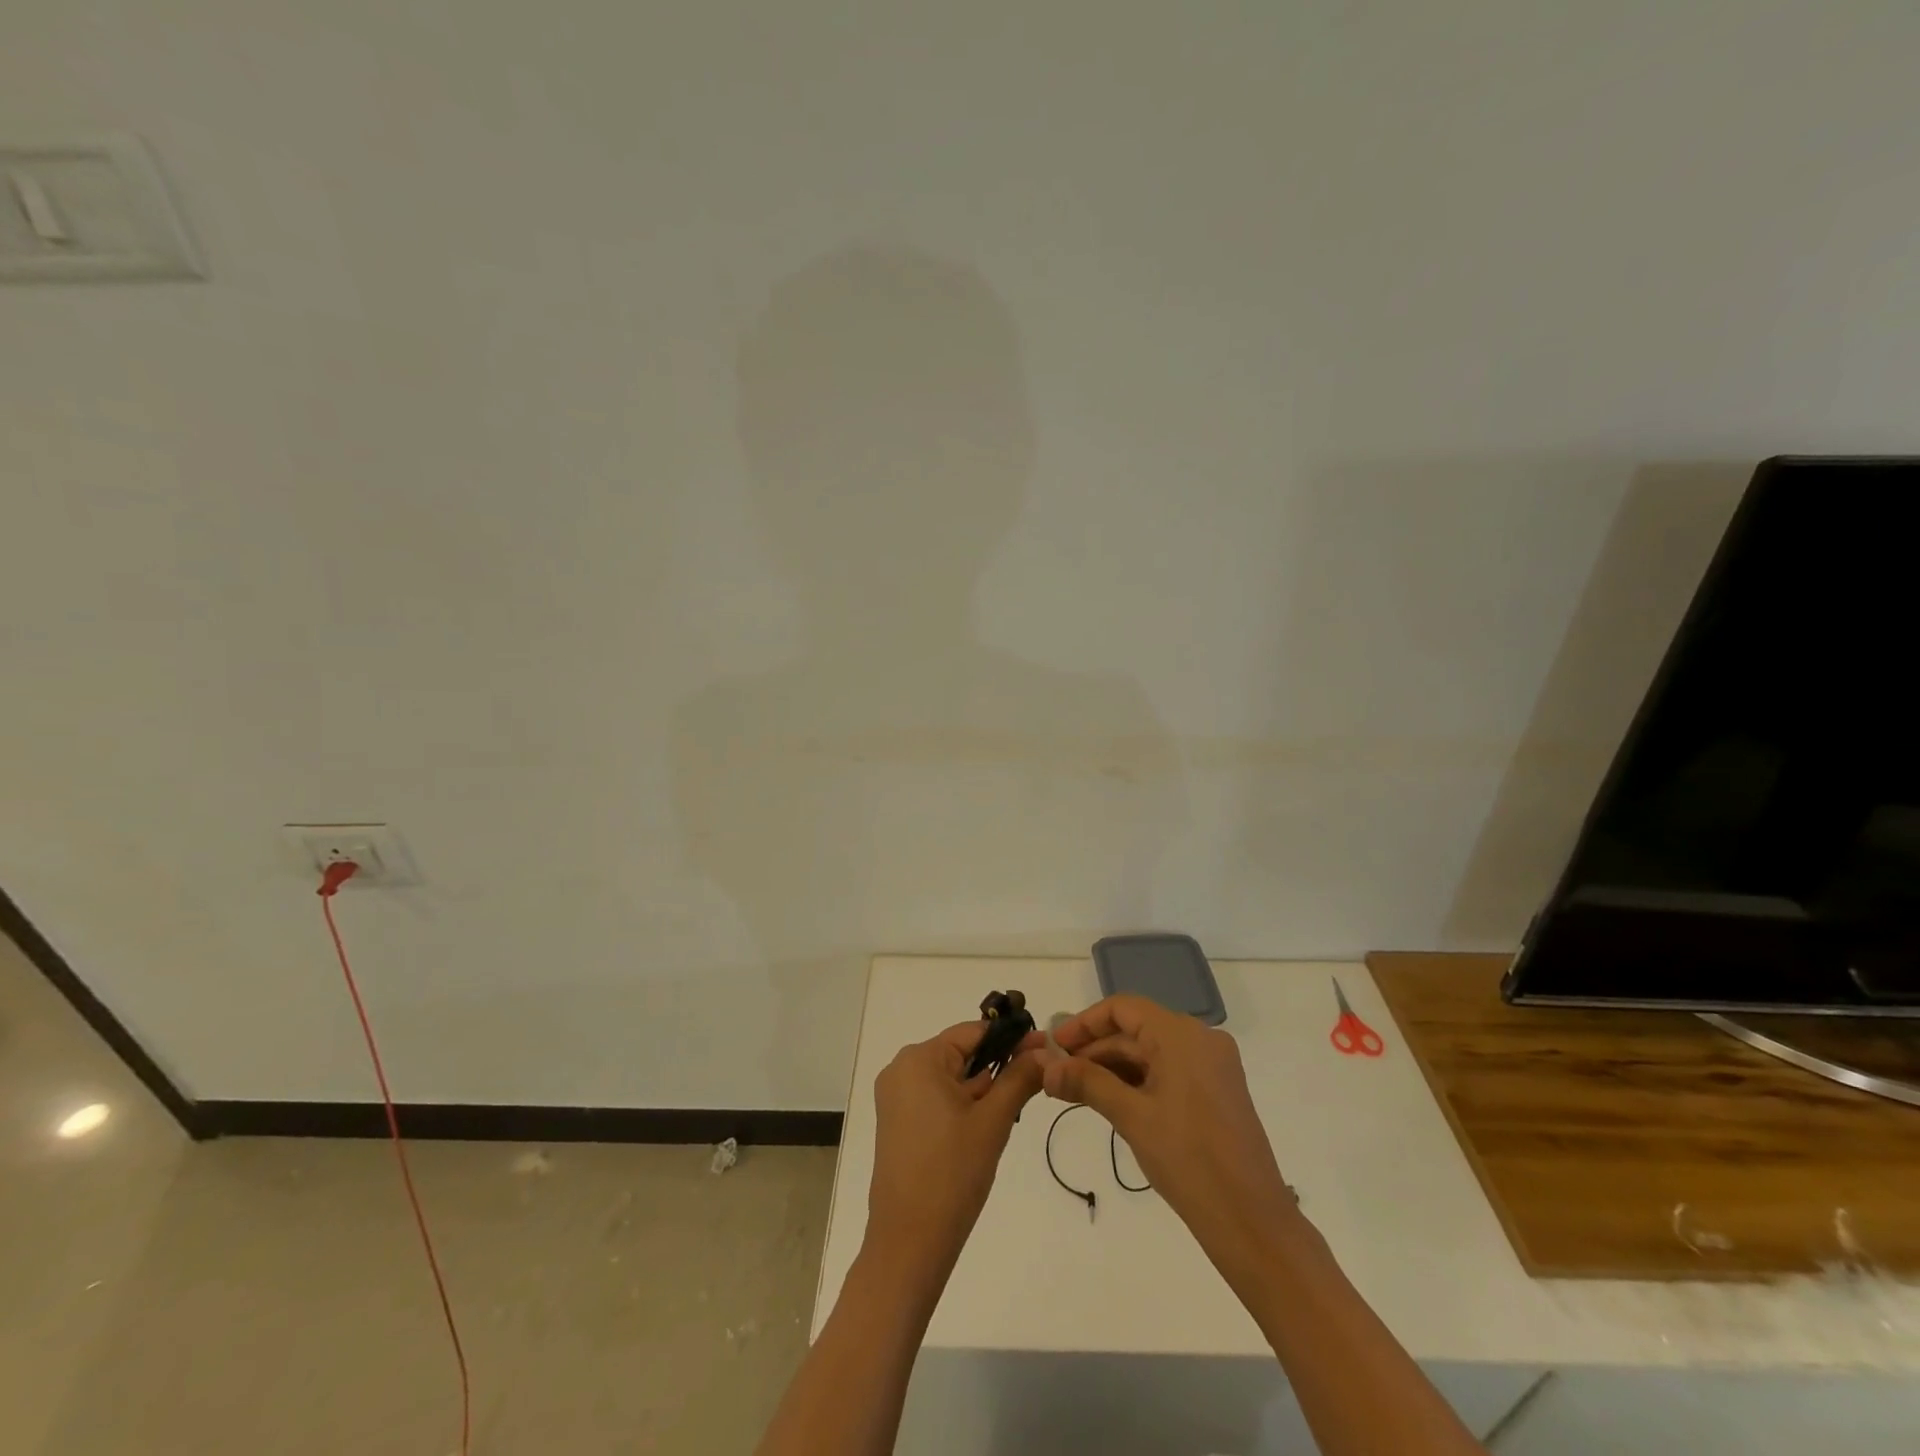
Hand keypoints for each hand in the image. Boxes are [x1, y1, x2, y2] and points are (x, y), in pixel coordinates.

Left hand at [865, 1022, 1043, 1283]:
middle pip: (961, 1053)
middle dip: (997, 1067)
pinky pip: (936, 1097)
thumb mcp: (993, 1121)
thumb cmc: (952, 1174)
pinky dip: (962, 1105)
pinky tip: (983, 1128)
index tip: (1044, 1050)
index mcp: (919, 1059)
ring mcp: (895, 1096)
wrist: (909, 1243)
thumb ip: (1019, 1078)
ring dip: (981, 1089)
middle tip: (1034, 1085)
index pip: (973, 1032)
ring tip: (1010, 1112)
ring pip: (951, 1077)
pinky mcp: (897, 1121)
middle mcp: (901, 1068)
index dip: (1010, 1039)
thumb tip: (1045, 1050)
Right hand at [1044, 995, 1299, 1288]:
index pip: (1122, 1008)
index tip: (1054, 1044)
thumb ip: (1087, 1083)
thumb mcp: (1131, 1117)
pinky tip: (1109, 1100)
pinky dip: (1137, 1081)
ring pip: (1150, 1052)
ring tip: (1074, 1090)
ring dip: (1112, 1067)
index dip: (1084, 1022)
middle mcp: (1200, 1039)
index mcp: (1181, 1034)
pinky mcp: (1216, 1090)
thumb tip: (1046, 1068)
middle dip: (1094, 1050)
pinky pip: (1167, 1071)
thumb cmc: (1189, 1159)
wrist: (1251, 1221)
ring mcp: (1212, 1065)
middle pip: (1135, 1030)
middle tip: (1056, 1073)